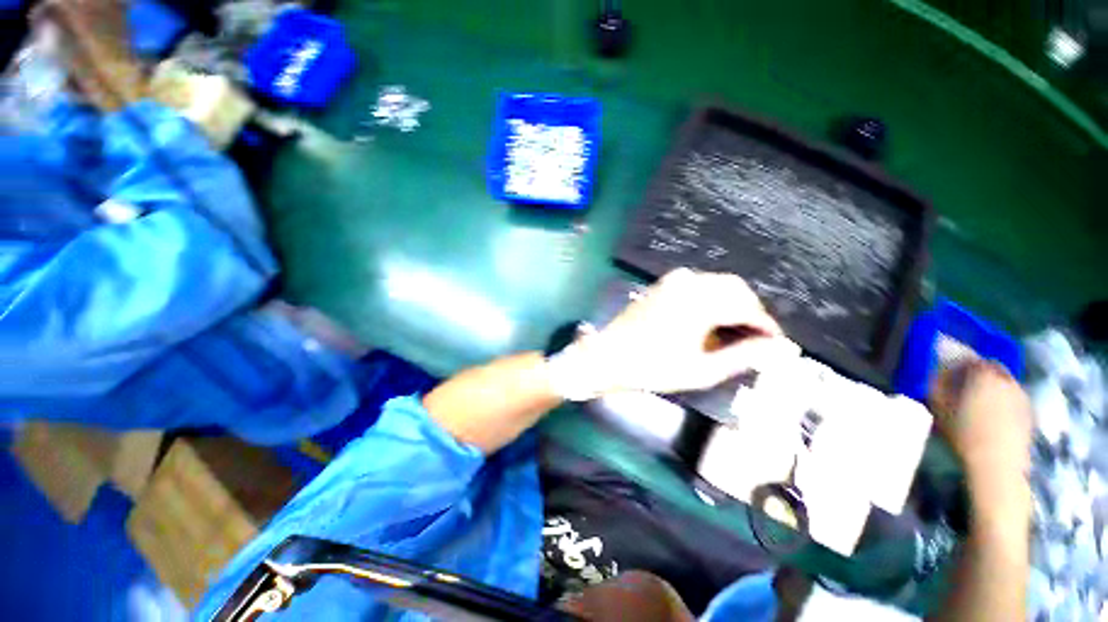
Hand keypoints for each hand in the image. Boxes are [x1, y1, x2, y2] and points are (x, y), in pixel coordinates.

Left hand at [549, 269, 799, 397]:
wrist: (607, 356)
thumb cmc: (652, 368)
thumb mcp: (701, 370)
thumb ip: (744, 356)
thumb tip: (781, 349)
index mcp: (700, 302)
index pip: (748, 307)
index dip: (766, 325)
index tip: (776, 343)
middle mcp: (689, 283)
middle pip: (736, 288)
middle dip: (750, 311)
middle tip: (754, 339)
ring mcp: (673, 281)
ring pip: (717, 284)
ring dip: (731, 303)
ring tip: (733, 332)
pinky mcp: (662, 284)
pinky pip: (698, 284)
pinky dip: (711, 298)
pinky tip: (708, 320)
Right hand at [930, 362, 1032, 510]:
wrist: (997, 465)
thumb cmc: (965, 433)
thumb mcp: (940, 409)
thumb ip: (936, 386)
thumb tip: (935, 373)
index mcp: (984, 375)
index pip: (972, 359)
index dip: (959, 363)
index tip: (949, 372)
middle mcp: (1007, 380)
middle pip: (993, 368)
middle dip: (980, 373)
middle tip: (965, 386)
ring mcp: (1022, 397)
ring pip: (1006, 383)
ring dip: (993, 387)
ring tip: (979, 402)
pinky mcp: (1029, 414)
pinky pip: (1014, 399)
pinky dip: (1004, 401)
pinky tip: (994, 417)